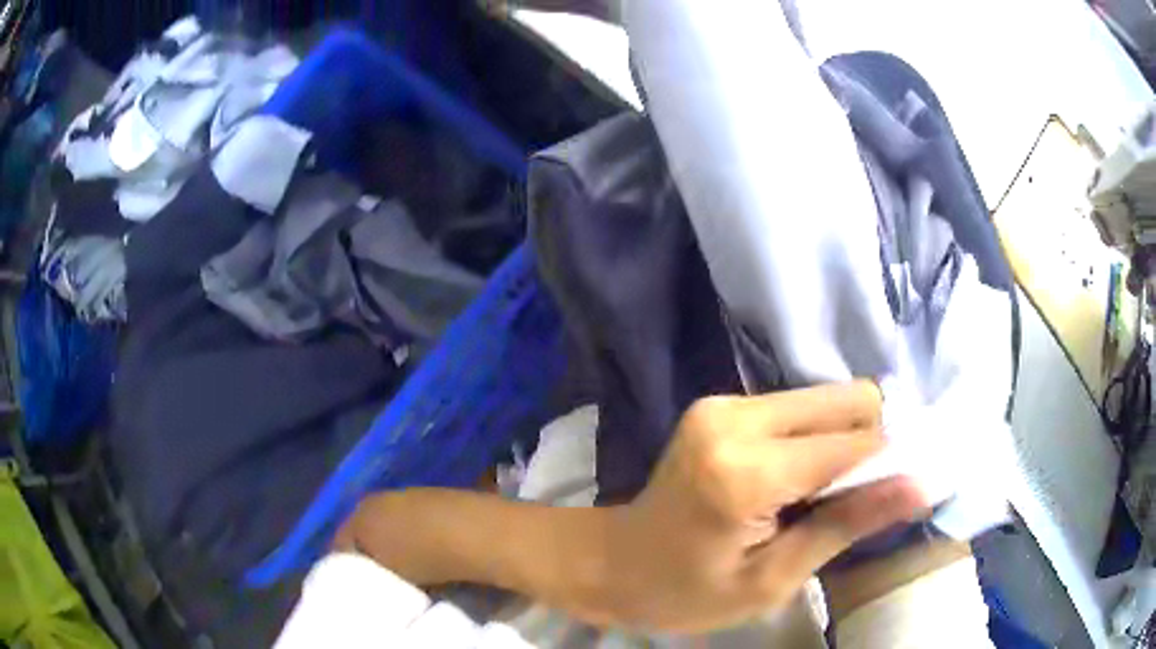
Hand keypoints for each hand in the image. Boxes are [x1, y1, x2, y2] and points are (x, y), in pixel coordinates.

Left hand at [595, 382, 929, 631]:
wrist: (611, 563)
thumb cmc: (684, 592)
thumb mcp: (771, 580)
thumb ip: (846, 524)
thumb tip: (919, 485)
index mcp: (746, 471)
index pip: (854, 443)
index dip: (895, 460)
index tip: (915, 487)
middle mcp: (736, 417)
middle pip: (846, 401)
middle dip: (874, 442)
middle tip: (869, 496)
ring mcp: (724, 404)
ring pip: (826, 399)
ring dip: (847, 440)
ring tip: (833, 494)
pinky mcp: (720, 405)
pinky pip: (798, 407)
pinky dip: (818, 438)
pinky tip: (805, 479)